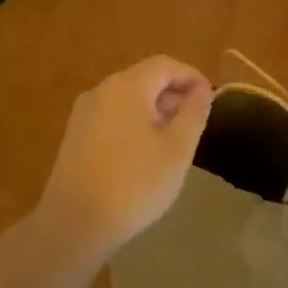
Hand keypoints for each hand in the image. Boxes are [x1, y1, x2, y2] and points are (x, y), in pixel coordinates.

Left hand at [34, 55, 214, 257]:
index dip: (192, 77)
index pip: (165, 65)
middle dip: (173, 94)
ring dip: (155, 111)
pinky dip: (134, 124)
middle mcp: (101, 91)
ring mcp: (83, 114)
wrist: (75, 223)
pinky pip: (112, 117)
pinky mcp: (75, 137)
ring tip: (174, 140)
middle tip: (196, 123)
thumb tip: (201, 90)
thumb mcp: (178, 149)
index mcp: (127, 86)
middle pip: (144, 79)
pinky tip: (144, 154)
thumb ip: (194, 113)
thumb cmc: (135, 183)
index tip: (212, 100)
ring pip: (127, 99)